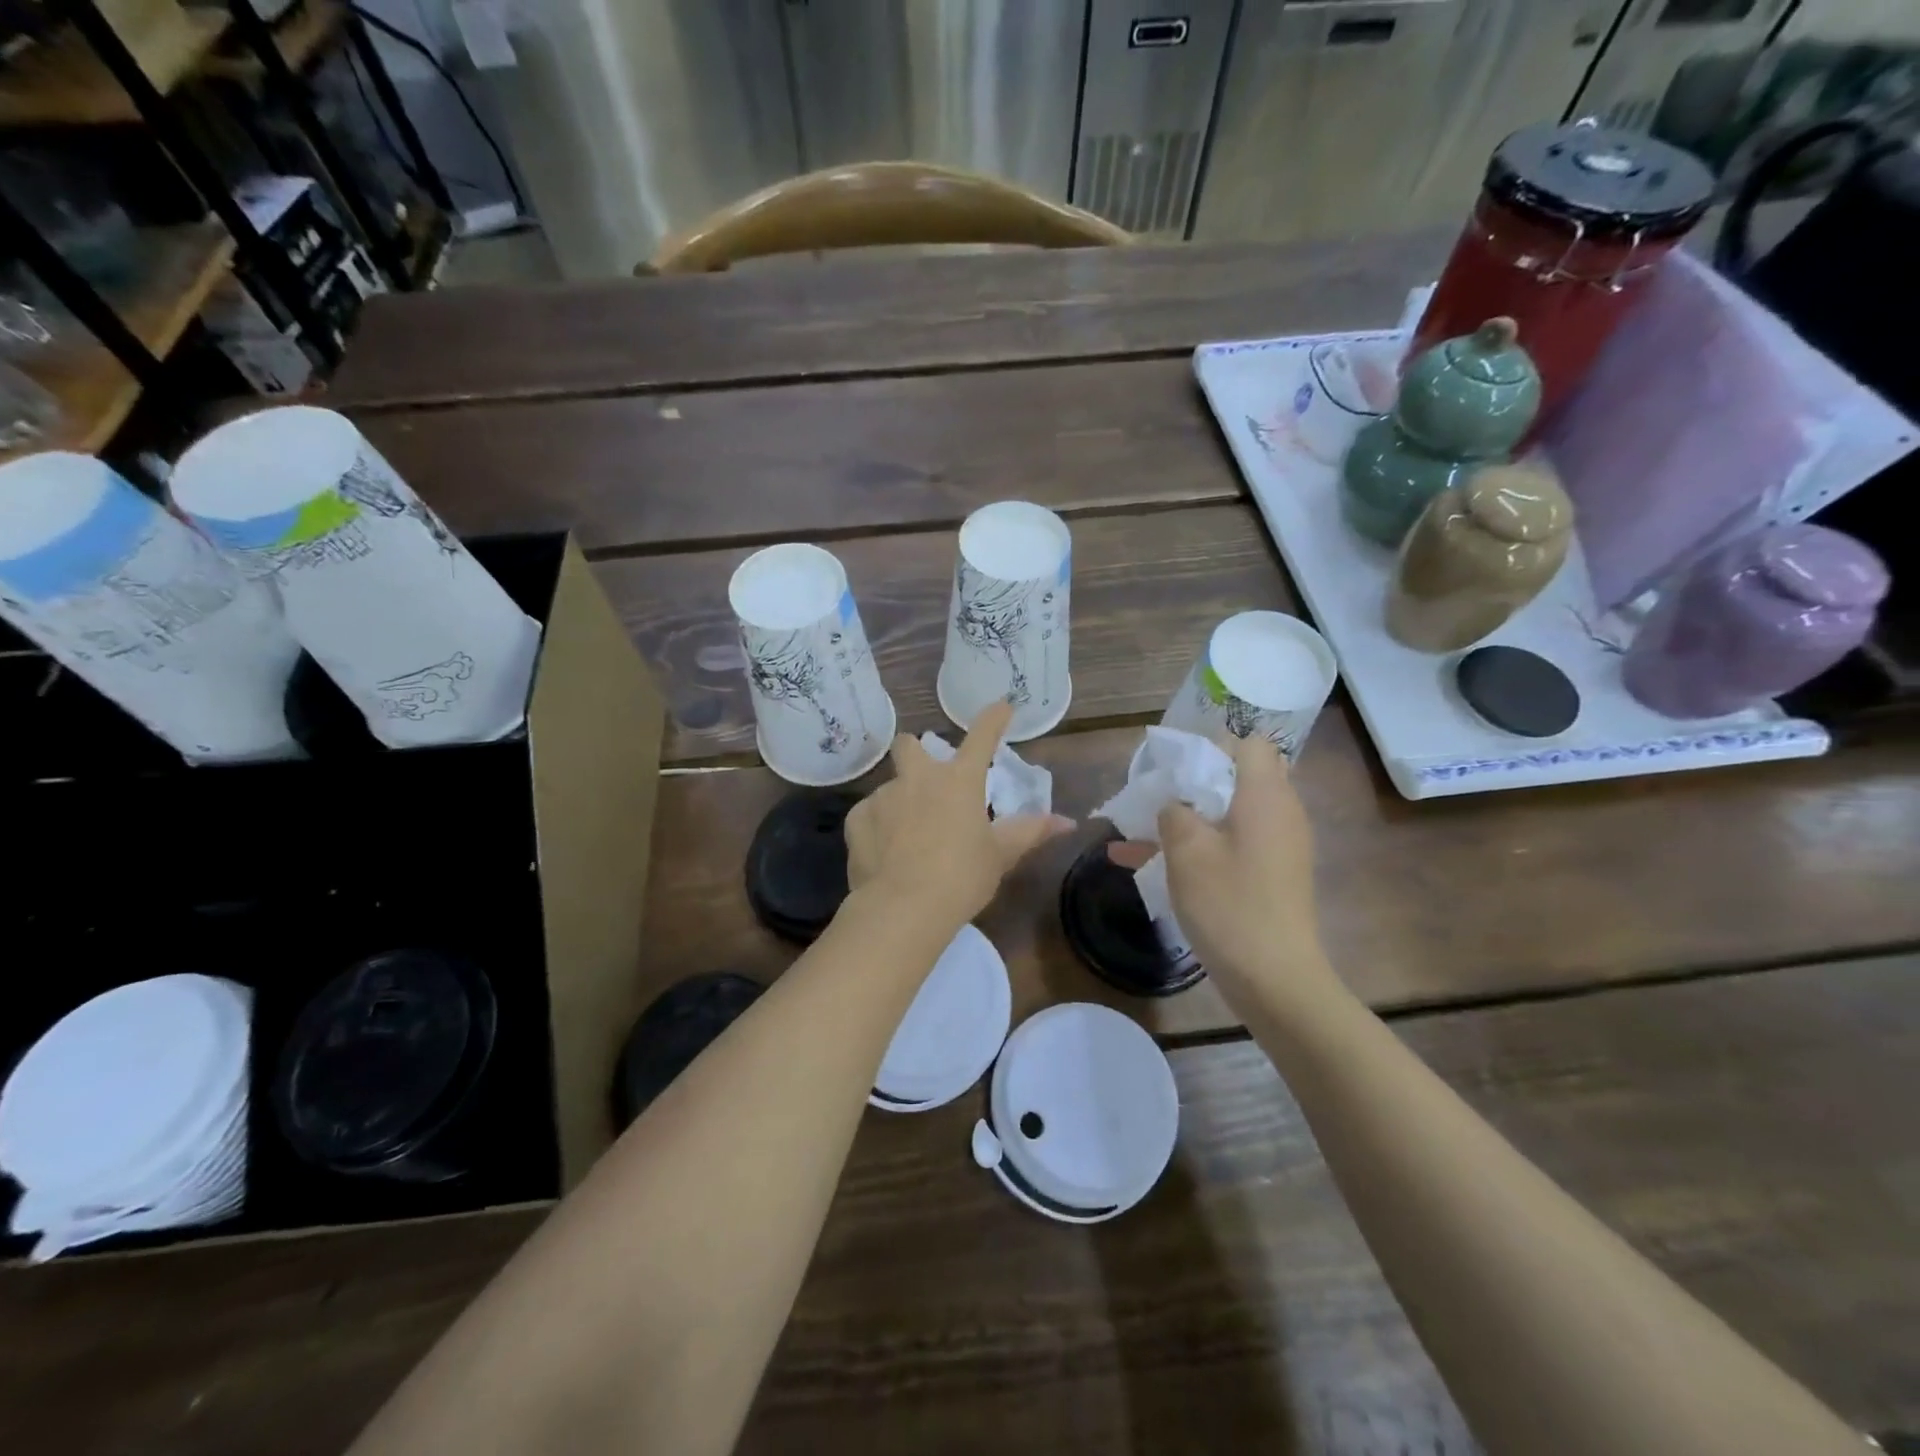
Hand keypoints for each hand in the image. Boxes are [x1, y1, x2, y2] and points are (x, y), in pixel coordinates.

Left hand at [845, 701, 1073, 928]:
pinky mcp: (857, 819)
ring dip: (899, 803)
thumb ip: (1030, 832)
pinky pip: (869, 815)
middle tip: (924, 776)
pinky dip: (877, 828)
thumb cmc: (962, 878)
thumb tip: (1067, 822)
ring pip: (890, 788)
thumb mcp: (1000, 855)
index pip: (981, 737)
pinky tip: (883, 854)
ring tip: (906, 839)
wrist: (903, 907)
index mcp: (959, 781)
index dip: (993, 719)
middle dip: (914, 751)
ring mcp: (883, 796)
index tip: (1002, 706)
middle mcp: (918, 778)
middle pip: (909, 745)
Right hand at [1110, 734, 1331, 990]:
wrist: (1274, 978)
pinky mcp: (1273, 875)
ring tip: (1141, 830)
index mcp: (1265, 795)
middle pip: (1240, 777)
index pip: (1249, 743)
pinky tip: (1150, 863)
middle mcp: (1281, 812)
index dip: (1211, 746)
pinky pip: (1234, 844)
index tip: (1174, 766)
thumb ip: (1174, 812)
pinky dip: (1200, 846)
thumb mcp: (1186, 850)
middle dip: (1195, 781)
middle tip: (1159, 795)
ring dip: (1190, 817)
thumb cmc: (1229, 903)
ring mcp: (1280, 846)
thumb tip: (1174, 804)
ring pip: (1231, 814)